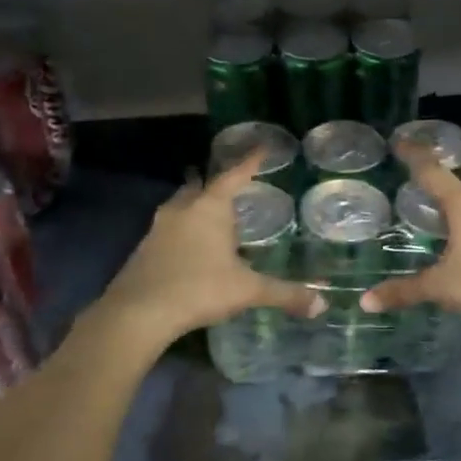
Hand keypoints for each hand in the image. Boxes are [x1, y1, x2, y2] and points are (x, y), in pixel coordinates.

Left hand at [97, 150, 324, 346]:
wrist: (138, 312)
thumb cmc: (199, 288)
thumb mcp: (248, 291)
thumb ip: (284, 293)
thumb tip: (322, 305)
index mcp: (210, 208)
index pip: (234, 175)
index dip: (250, 162)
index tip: (262, 148)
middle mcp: (182, 209)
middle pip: (199, 185)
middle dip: (213, 183)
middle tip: (229, 186)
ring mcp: (158, 228)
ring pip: (179, 206)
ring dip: (194, 206)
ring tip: (210, 215)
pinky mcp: (143, 249)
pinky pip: (167, 228)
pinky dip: (181, 229)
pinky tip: (190, 247)